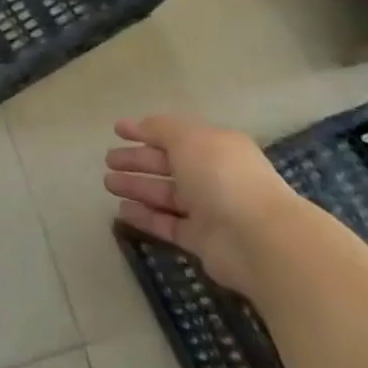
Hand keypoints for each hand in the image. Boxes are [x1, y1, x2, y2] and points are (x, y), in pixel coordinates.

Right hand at [104, 114, 302, 294]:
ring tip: (108, 184)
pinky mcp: (202, 241)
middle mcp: (211, 175)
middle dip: (137, 161)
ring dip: (136, 187)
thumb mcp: (187, 137)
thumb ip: (160, 128)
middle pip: (167, 164)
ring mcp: (208, 209)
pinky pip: (167, 224)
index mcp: (213, 146)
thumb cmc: (222, 175)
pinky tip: (121, 212)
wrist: (260, 240)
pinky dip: (145, 217)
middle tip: (108, 161)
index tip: (116, 130)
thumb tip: (141, 126)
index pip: (173, 134)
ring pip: (165, 195)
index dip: (144, 130)